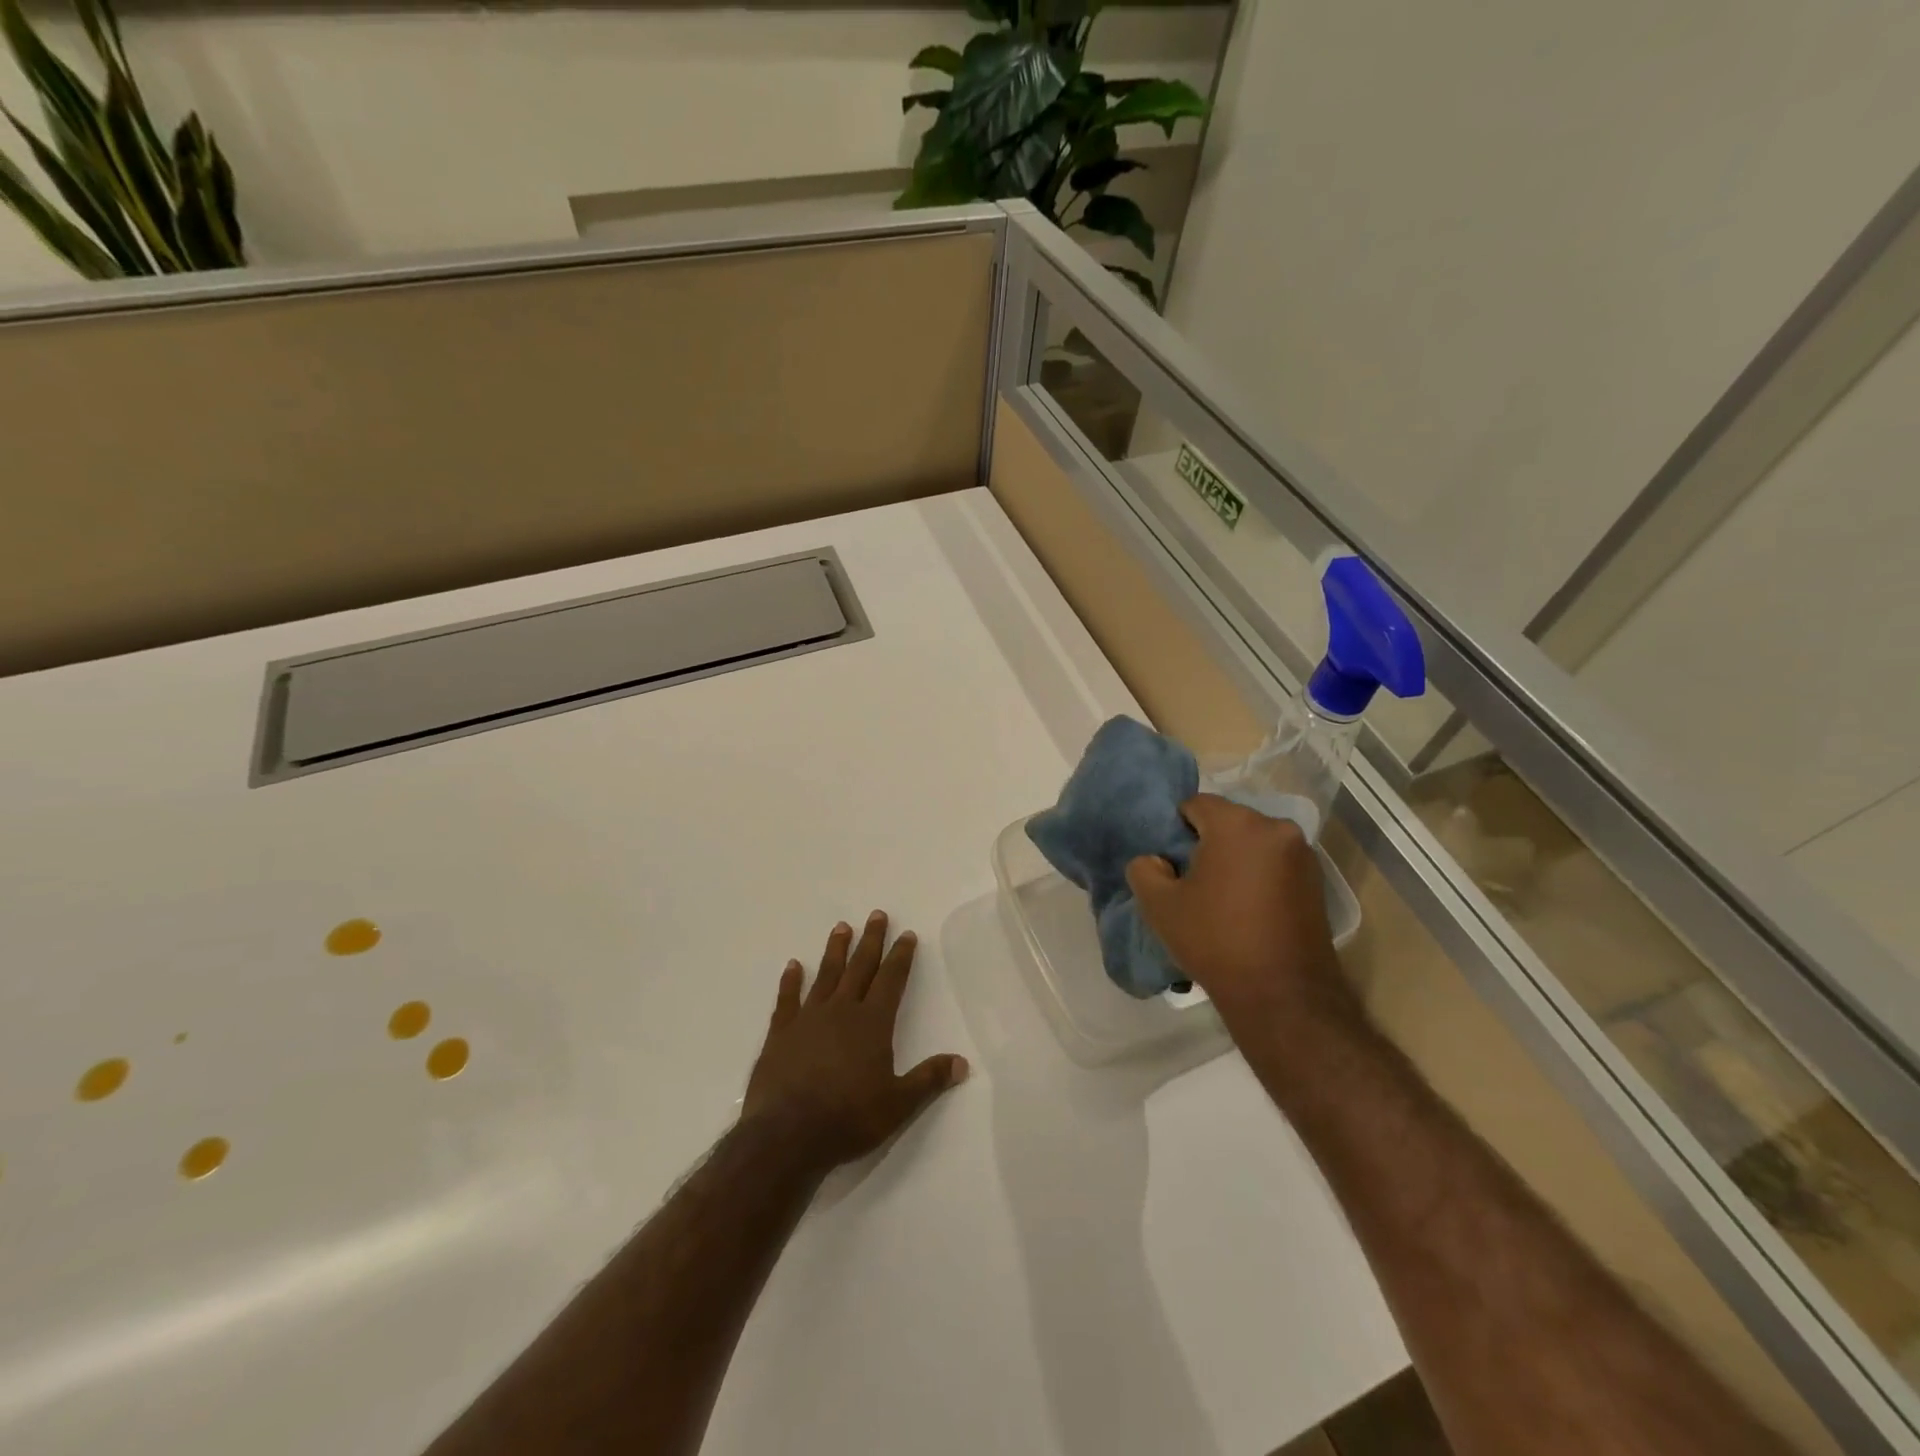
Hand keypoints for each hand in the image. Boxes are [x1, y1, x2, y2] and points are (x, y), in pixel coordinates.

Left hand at [742, 911, 968, 1172]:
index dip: (901, 957)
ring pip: (825, 975)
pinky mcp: (780, 1034)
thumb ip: (929, 1080)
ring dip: (835, 951)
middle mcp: (841, 1011)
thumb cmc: (848, 1118)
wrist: (787, 1135)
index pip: (891, 981)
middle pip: (860, 968)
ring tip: (841, 927)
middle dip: (871, 941)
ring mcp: (808, 1019)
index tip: (907, 934)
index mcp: (872, 1024)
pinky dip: (790, 981)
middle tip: (876, 915)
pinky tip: (793, 966)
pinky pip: (787, 999)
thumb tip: (962, 1063)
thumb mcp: (898, 1104)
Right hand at [1126, 794, 1358, 1029]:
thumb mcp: (1159, 905)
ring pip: (1253, 843)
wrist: (1283, 995)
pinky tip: (1246, 910)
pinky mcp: (1317, 882)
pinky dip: (1257, 876)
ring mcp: (1303, 855)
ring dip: (1234, 860)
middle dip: (1207, 843)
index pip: (1195, 804)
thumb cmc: (1216, 940)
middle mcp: (1277, 828)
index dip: (1175, 829)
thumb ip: (1144, 869)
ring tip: (1219, 899)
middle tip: (1190, 880)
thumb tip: (1155, 861)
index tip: (1169, 862)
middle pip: (1228, 821)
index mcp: (1238, 824)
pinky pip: (1274, 864)